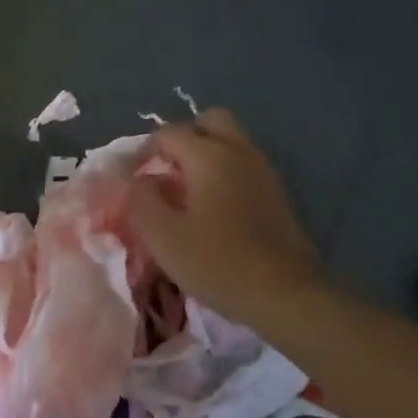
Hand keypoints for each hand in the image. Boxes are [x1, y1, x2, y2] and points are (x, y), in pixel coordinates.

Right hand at [126, 108, 324, 328]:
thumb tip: (141, 180)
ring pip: (230, 142)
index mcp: (208, 154)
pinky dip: (225, 173)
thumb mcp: (162, 235)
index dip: (143, 151)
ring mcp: (262, 171)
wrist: (285, 295)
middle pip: (209, 121)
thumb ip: (141, 198)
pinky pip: (243, 165)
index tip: (132, 179)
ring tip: (188, 191)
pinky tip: (215, 208)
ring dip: (206, 155)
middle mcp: (238, 151)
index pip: (168, 133)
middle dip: (184, 138)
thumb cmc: (217, 262)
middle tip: (168, 170)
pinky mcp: (276, 194)